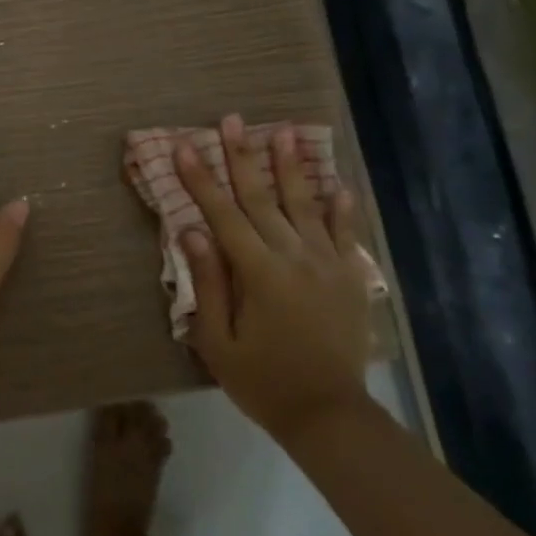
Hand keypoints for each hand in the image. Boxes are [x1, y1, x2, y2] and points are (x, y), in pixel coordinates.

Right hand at [176, 115, 377, 441]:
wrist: (330, 415)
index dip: (201, 179)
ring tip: (283, 131)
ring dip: (291, 166)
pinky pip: (345, 233)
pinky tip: (337, 183)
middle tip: (231, 120)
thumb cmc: (263, 382)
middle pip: (261, 197)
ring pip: (304, 204)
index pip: (222, 214)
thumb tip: (192, 231)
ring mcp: (328, 263)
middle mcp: (295, 257)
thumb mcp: (219, 343)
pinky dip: (341, 207)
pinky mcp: (351, 276)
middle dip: (242, 156)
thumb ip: (208, 283)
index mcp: (259, 273)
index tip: (184, 145)